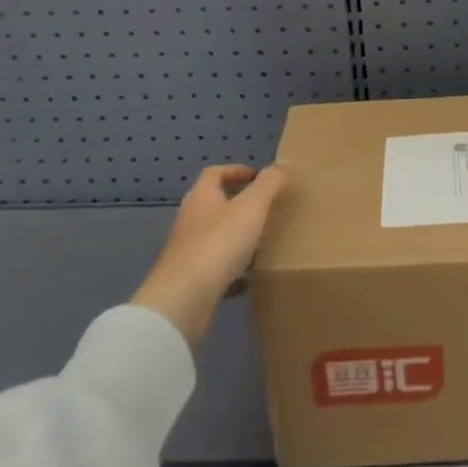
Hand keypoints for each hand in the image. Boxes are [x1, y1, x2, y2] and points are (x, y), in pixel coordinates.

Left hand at [131, 164, 288, 347]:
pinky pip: (214, 270)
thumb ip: (270, 183)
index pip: (215, 174)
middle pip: (214, 205)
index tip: (258, 177)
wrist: (182, 302)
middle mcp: (190, 221)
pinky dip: (231, 271)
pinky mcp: (189, 282)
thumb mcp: (252, 206)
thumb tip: (285, 164)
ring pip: (215, 238)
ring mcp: (186, 253)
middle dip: (238, 205)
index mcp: (201, 197)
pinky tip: (248, 279)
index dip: (236, 171)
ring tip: (262, 243)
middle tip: (266, 209)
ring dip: (236, 238)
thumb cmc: (218, 244)